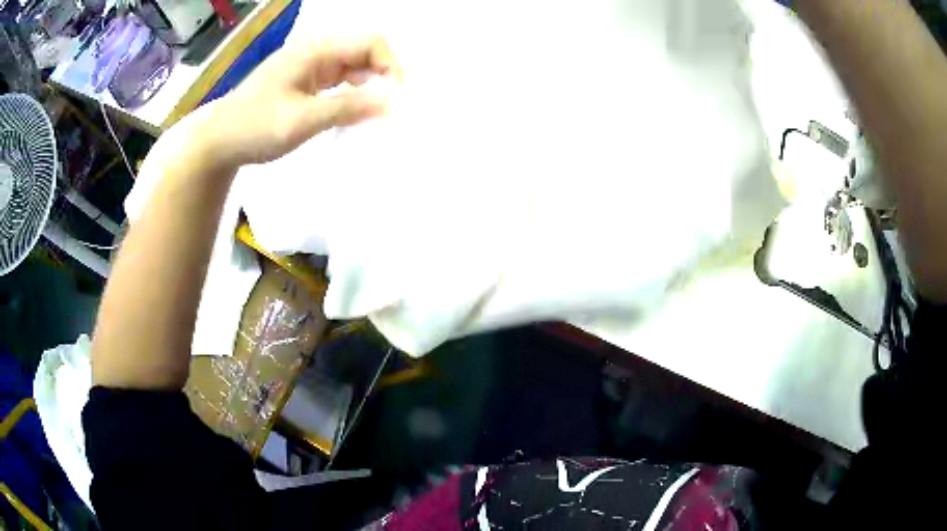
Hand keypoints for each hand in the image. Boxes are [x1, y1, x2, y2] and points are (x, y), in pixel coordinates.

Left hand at [198, 36, 401, 166]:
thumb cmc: (255, 127)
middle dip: (383, 75)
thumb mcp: (302, 120)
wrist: (218, 142)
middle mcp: (315, 52)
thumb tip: (391, 103)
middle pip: (364, 51)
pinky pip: (339, 81)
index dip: (391, 65)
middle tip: (391, 108)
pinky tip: (355, 113)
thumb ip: (347, 108)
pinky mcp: (305, 82)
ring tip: (376, 114)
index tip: (398, 97)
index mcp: (315, 50)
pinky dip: (352, 95)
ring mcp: (309, 66)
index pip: (370, 42)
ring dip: (369, 86)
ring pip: (354, 67)